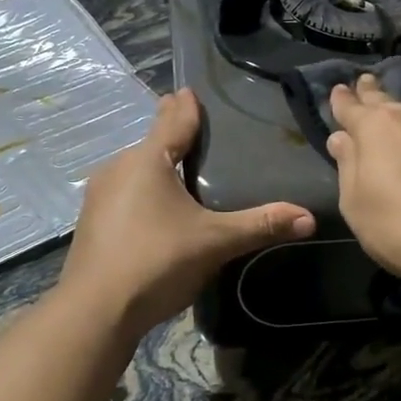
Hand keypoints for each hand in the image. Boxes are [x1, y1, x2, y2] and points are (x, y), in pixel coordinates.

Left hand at [62, 88, 315, 333]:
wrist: (96, 310)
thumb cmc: (157, 262)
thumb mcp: (215, 242)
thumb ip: (260, 225)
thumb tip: (309, 217)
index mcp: (147, 161)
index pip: (171, 121)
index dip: (185, 106)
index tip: (189, 90)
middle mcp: (118, 168)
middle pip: (151, 143)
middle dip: (170, 134)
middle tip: (195, 129)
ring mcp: (99, 196)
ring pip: (134, 169)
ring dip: (155, 165)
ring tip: (179, 168)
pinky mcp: (92, 222)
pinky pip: (124, 193)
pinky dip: (142, 191)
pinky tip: (155, 208)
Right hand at [326, 74, 400, 284]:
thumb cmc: (398, 225)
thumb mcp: (355, 203)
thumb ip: (348, 166)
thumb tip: (342, 138)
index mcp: (374, 128)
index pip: (351, 106)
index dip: (342, 99)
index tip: (339, 90)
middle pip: (387, 100)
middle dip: (373, 92)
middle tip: (367, 82)